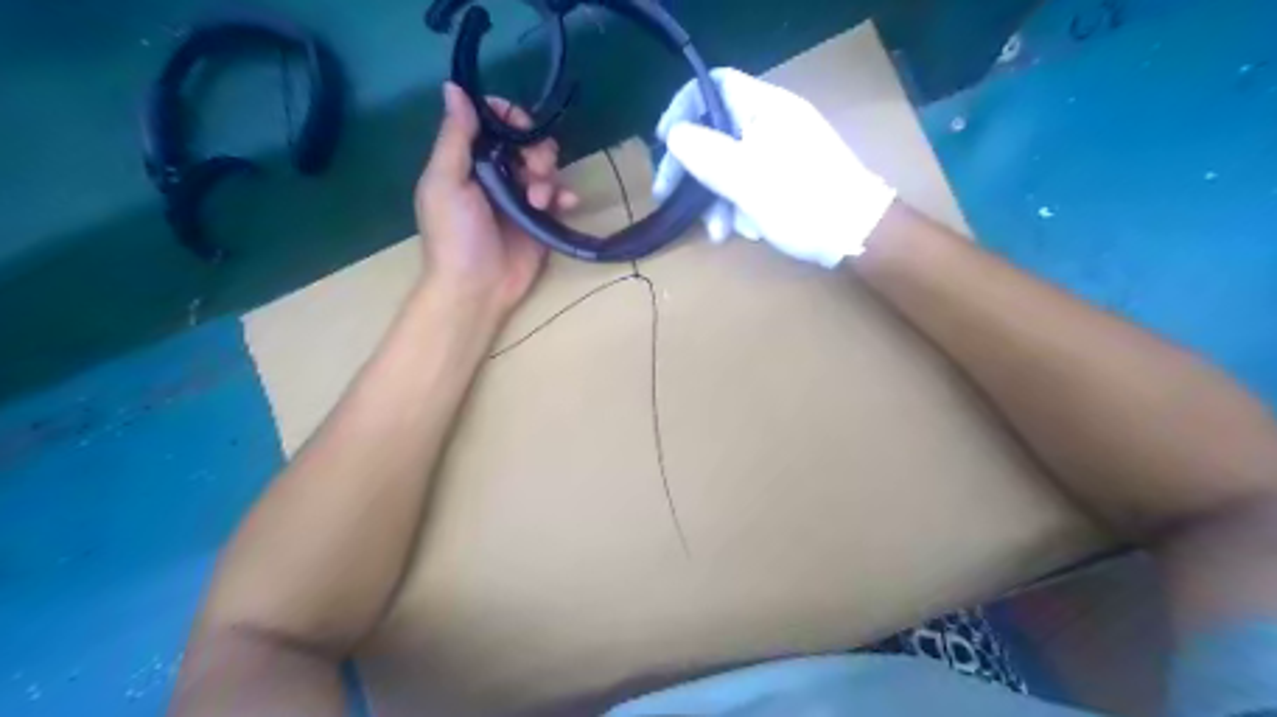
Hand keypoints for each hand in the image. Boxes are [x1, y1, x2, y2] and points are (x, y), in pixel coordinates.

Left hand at [417, 81, 580, 318]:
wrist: (476, 288)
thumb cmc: (455, 236)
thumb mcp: (446, 183)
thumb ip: (454, 137)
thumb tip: (454, 86)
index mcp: (467, 160)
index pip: (492, 122)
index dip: (509, 117)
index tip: (520, 127)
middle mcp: (495, 173)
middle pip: (525, 141)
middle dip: (535, 150)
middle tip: (532, 171)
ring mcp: (520, 197)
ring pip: (545, 166)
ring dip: (548, 175)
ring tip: (540, 200)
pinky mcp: (540, 219)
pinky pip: (559, 196)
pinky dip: (565, 195)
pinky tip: (565, 205)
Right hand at [652, 67, 889, 268]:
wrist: (858, 236)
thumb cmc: (803, 203)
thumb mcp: (748, 180)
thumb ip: (707, 154)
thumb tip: (674, 135)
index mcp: (766, 107)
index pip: (714, 85)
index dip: (683, 108)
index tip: (665, 144)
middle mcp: (772, 122)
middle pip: (716, 130)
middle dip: (693, 169)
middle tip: (670, 198)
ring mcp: (780, 150)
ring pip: (729, 163)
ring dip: (716, 198)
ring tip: (720, 232)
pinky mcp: (786, 177)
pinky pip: (748, 182)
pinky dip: (739, 205)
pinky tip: (747, 231)